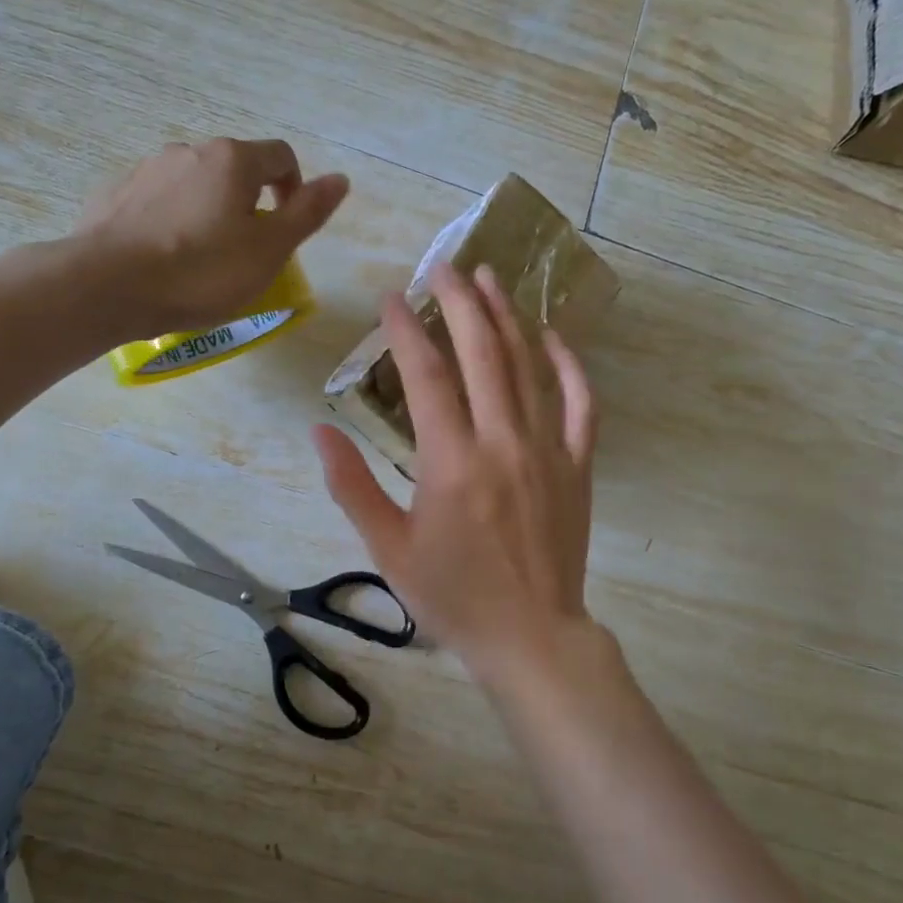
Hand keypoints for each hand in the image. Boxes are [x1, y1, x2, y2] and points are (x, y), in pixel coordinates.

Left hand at [76, 138, 348, 339]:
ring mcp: (146, 169)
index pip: (280, 156)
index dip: (294, 187)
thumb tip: (341, 179)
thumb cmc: (201, 272)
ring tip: (200, 260)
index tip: (286, 226)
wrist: (108, 286)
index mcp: (233, 160)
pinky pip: (156, 201)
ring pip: (192, 185)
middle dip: (248, 203)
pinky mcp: (114, 193)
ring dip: (207, 211)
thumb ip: (307, 213)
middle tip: (246, 251)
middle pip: (234, 169)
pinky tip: (162, 258)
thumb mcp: (268, 251)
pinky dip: (169, 220)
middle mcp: (189, 151)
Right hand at [314, 264, 599, 685]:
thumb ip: (352, 486)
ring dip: (507, 316)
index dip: (407, 329)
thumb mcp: (388, 549)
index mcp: (451, 462)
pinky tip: (552, 336)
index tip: (392, 298)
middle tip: (444, 267)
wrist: (531, 636)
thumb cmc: (452, 597)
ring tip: (489, 279)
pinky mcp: (578, 465)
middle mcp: (503, 442)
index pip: (426, 374)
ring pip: (530, 365)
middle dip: (460, 301)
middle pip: (482, 352)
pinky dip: (568, 364)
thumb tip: (321, 430)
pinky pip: (580, 403)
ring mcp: (548, 450)